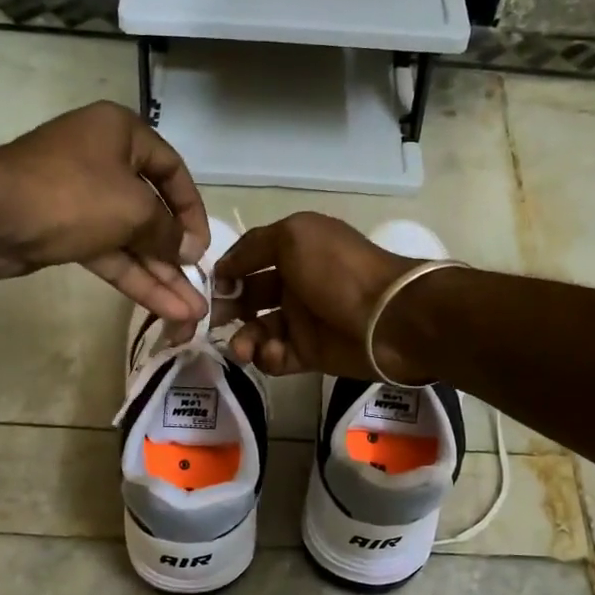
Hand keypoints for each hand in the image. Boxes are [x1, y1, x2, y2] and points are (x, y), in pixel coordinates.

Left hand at [0, 102, 209, 323]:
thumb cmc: (73, 195)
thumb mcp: (135, 209)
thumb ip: (168, 233)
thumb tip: (188, 251)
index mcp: (122, 135)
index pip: (172, 170)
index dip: (192, 211)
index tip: (202, 247)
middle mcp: (105, 161)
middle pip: (153, 212)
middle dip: (177, 257)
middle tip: (201, 290)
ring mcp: (84, 200)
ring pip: (133, 241)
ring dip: (161, 277)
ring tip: (191, 314)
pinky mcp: (67, 233)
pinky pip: (112, 255)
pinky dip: (136, 280)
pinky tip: (165, 309)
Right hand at [213, 212, 435, 380]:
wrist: (388, 318)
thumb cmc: (338, 270)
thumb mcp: (294, 237)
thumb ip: (254, 246)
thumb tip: (225, 267)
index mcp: (295, 251)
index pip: (250, 261)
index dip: (227, 273)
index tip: (206, 287)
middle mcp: (296, 284)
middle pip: (250, 297)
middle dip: (228, 308)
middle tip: (212, 320)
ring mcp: (304, 321)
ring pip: (260, 331)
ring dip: (244, 338)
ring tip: (242, 348)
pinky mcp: (312, 354)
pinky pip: (278, 358)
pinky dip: (269, 357)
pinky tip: (272, 354)